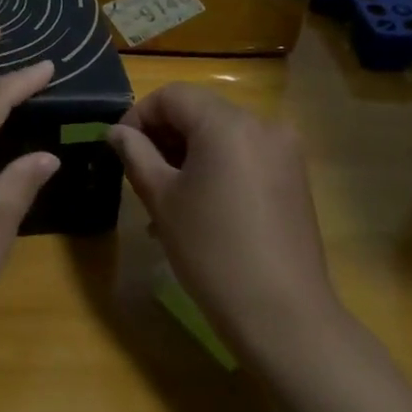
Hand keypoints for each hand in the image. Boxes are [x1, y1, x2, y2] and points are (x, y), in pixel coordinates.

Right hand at [105, 85, 344, 372]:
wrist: (282, 316)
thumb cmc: (212, 251)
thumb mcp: (162, 199)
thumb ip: (135, 154)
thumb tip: (116, 131)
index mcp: (227, 122)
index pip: (172, 96)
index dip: (139, 115)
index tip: (119, 149)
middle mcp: (262, 124)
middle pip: (199, 112)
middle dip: (164, 136)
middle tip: (138, 174)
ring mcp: (284, 151)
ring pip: (221, 135)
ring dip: (188, 154)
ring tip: (164, 198)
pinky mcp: (294, 178)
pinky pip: (244, 156)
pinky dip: (216, 168)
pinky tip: (199, 206)